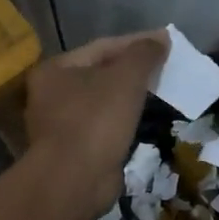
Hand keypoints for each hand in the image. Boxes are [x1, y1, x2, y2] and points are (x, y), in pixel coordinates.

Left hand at [25, 30, 168, 219]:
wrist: (75, 180)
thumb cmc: (96, 120)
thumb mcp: (125, 78)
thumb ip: (144, 54)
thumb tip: (160, 39)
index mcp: (55, 70)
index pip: (102, 47)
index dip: (137, 43)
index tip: (167, 42)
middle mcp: (51, 95)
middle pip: (100, 74)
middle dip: (133, 71)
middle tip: (165, 68)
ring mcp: (61, 125)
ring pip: (103, 102)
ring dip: (129, 97)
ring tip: (160, 92)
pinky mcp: (74, 151)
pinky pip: (104, 127)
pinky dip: (124, 121)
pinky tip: (144, 121)